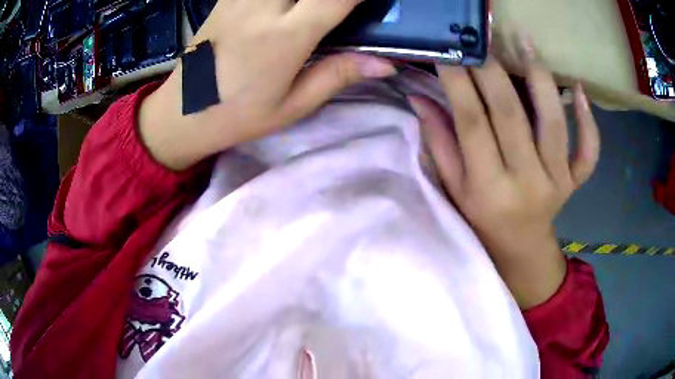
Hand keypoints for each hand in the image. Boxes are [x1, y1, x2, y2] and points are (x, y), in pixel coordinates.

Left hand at [139, 0, 395, 169]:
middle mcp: (263, 7)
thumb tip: (385, 63)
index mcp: (285, 36)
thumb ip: (338, 75)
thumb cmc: (238, 114)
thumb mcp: (293, 105)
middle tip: (340, 8)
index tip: (375, 2)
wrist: (183, 111)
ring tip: (313, 9)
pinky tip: (287, 6)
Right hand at [410, 49, 599, 307]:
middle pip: (511, 115)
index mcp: (488, 188)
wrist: (520, 247)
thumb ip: (440, 141)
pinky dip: (588, 120)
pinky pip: (588, 151)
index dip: (459, 83)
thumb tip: (420, 96)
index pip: (472, 123)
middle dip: (493, 70)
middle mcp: (526, 182)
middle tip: (481, 39)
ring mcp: (557, 181)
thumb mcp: (454, 187)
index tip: (449, 53)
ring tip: (525, 42)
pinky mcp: (574, 181)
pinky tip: (579, 89)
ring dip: (541, 78)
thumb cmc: (481, 219)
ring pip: (553, 123)